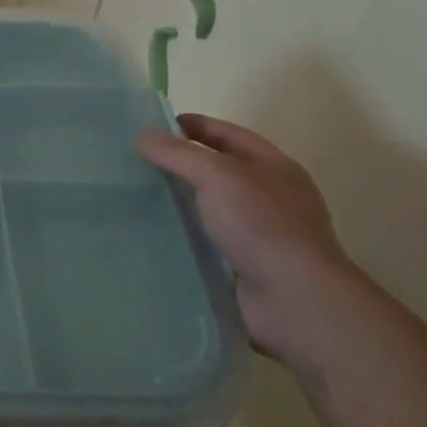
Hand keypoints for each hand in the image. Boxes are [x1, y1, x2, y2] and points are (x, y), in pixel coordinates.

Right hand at [140, 113, 383, 377]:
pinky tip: (148, 233)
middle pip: (215, 169)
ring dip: (175, 202)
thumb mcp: (217, 175)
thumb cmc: (261, 225)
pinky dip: (180, 236)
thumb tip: (144, 135)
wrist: (295, 301)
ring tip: (131, 197)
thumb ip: (178, 153)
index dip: (191, 126)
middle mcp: (267, 196)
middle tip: (132, 162)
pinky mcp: (242, 265)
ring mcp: (256, 233)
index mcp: (272, 166)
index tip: (149, 127)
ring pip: (207, 207)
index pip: (226, 133)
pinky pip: (203, 241)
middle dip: (177, 164)